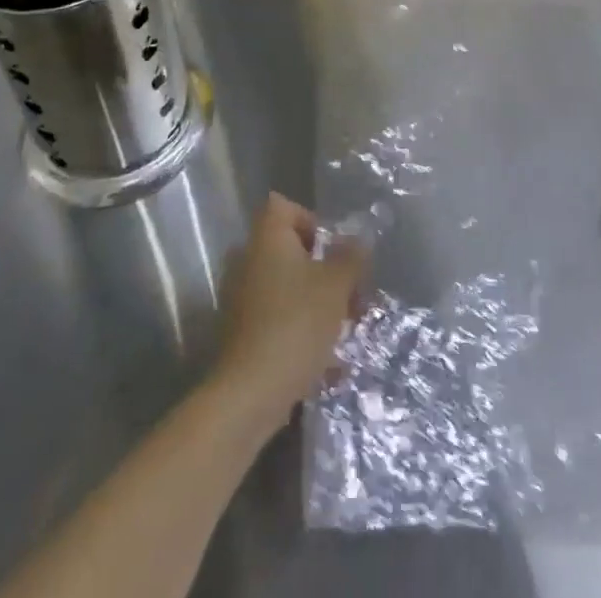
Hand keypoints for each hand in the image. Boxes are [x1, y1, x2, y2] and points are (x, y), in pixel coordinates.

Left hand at [214, 194, 366, 434]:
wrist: (250, 393)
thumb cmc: (296, 324)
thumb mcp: (336, 285)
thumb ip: (351, 257)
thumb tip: (358, 239)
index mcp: (267, 239)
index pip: (283, 206)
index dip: (312, 221)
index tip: (334, 251)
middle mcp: (248, 260)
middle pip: (290, 249)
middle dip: (324, 270)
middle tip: (351, 294)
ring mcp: (242, 298)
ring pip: (287, 287)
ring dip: (316, 302)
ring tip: (344, 331)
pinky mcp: (242, 333)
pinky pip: (278, 318)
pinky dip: (301, 330)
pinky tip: (327, 363)